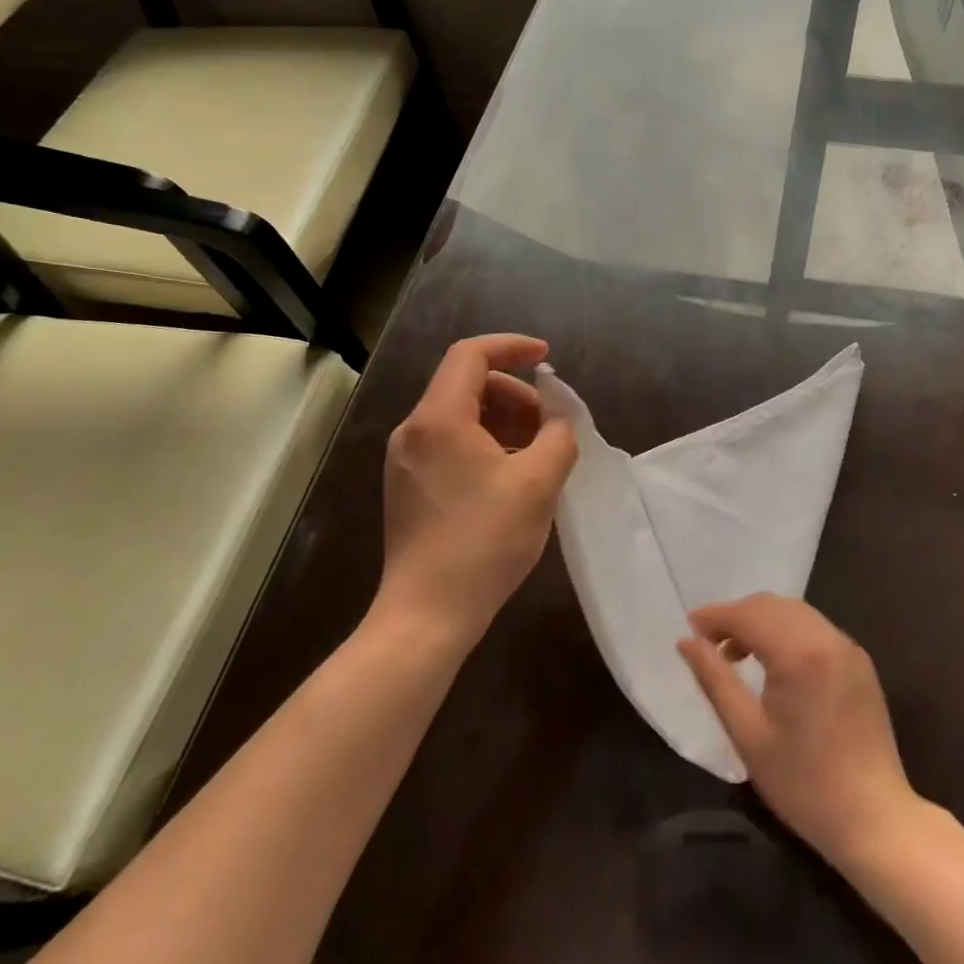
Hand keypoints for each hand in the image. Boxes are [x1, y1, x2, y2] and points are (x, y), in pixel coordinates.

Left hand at [376, 334, 577, 645]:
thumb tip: (557, 421)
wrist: (425, 617)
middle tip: (548, 424)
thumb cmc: (483, 542)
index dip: (512, 347)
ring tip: (535, 453)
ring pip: (459, 416)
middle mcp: (413, 430)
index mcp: (438, 418)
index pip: (471, 354)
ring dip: (502, 420)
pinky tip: (509, 477)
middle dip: (514, 393)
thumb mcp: (538, 484)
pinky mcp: (407, 486)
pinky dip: (483, 443)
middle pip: (466, 384)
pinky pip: (449, 443)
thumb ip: (558, 437)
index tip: (546, 359)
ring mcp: (405, 460)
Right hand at [679, 593, 918, 865]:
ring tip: (737, 655)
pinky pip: (815, 629)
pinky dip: (787, 632)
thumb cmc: (803, 784)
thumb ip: (715, 679)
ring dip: (762, 622)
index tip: (690, 628)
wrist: (875, 821)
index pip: (748, 614)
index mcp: (798, 652)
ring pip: (794, 613)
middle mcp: (826, 637)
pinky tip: (775, 664)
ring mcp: (847, 647)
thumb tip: (686, 642)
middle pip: (771, 605)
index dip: (715, 616)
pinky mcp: (859, 662)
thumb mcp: (748, 734)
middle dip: (737, 616)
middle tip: (710, 644)